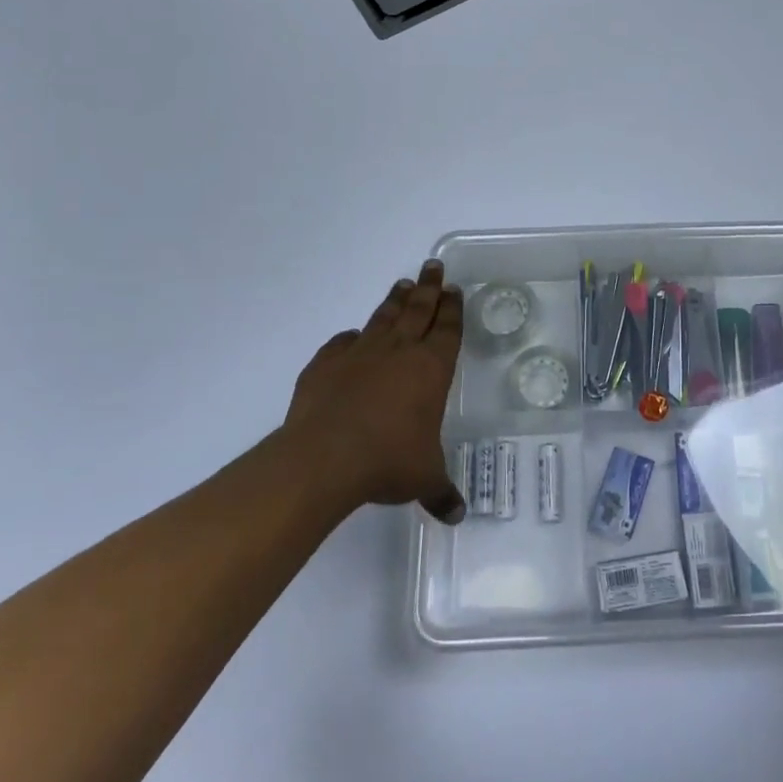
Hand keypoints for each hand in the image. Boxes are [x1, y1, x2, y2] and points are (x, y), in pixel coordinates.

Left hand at [283, 260, 466, 523]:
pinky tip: (352, 336)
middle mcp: (399, 353)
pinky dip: (350, 338)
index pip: (447, 330)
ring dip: (395, 300)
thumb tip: (457, 515)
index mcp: (431, 369)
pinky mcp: (326, 364)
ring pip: (383, 317)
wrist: (325, 457)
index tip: (455, 290)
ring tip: (403, 284)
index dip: (453, 309)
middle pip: (418, 310)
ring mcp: (360, 354)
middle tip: (434, 266)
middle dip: (429, 288)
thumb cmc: (388, 461)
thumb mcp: (423, 478)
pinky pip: (342, 343)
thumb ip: (440, 491)